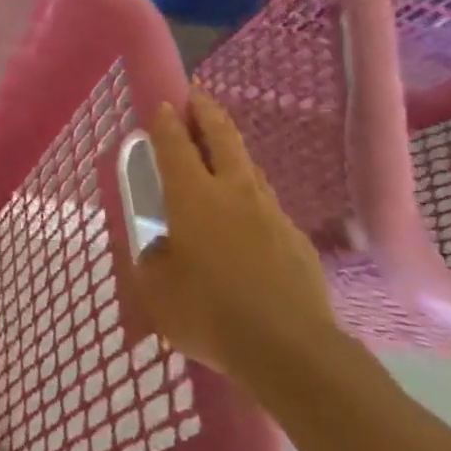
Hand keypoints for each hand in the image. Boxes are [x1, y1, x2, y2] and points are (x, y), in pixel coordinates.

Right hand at [130, 91, 345, 392]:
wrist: (291, 352)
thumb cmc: (208, 312)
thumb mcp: (155, 288)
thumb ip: (153, 259)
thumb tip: (164, 248)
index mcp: (192, 196)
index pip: (175, 145)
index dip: (166, 123)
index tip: (162, 104)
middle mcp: (233, 193)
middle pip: (223, 139)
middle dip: (208, 114)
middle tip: (198, 98)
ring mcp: (271, 216)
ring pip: (250, 171)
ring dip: (232, 155)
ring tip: (221, 155)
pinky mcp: (298, 243)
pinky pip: (268, 208)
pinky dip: (251, 200)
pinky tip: (245, 222)